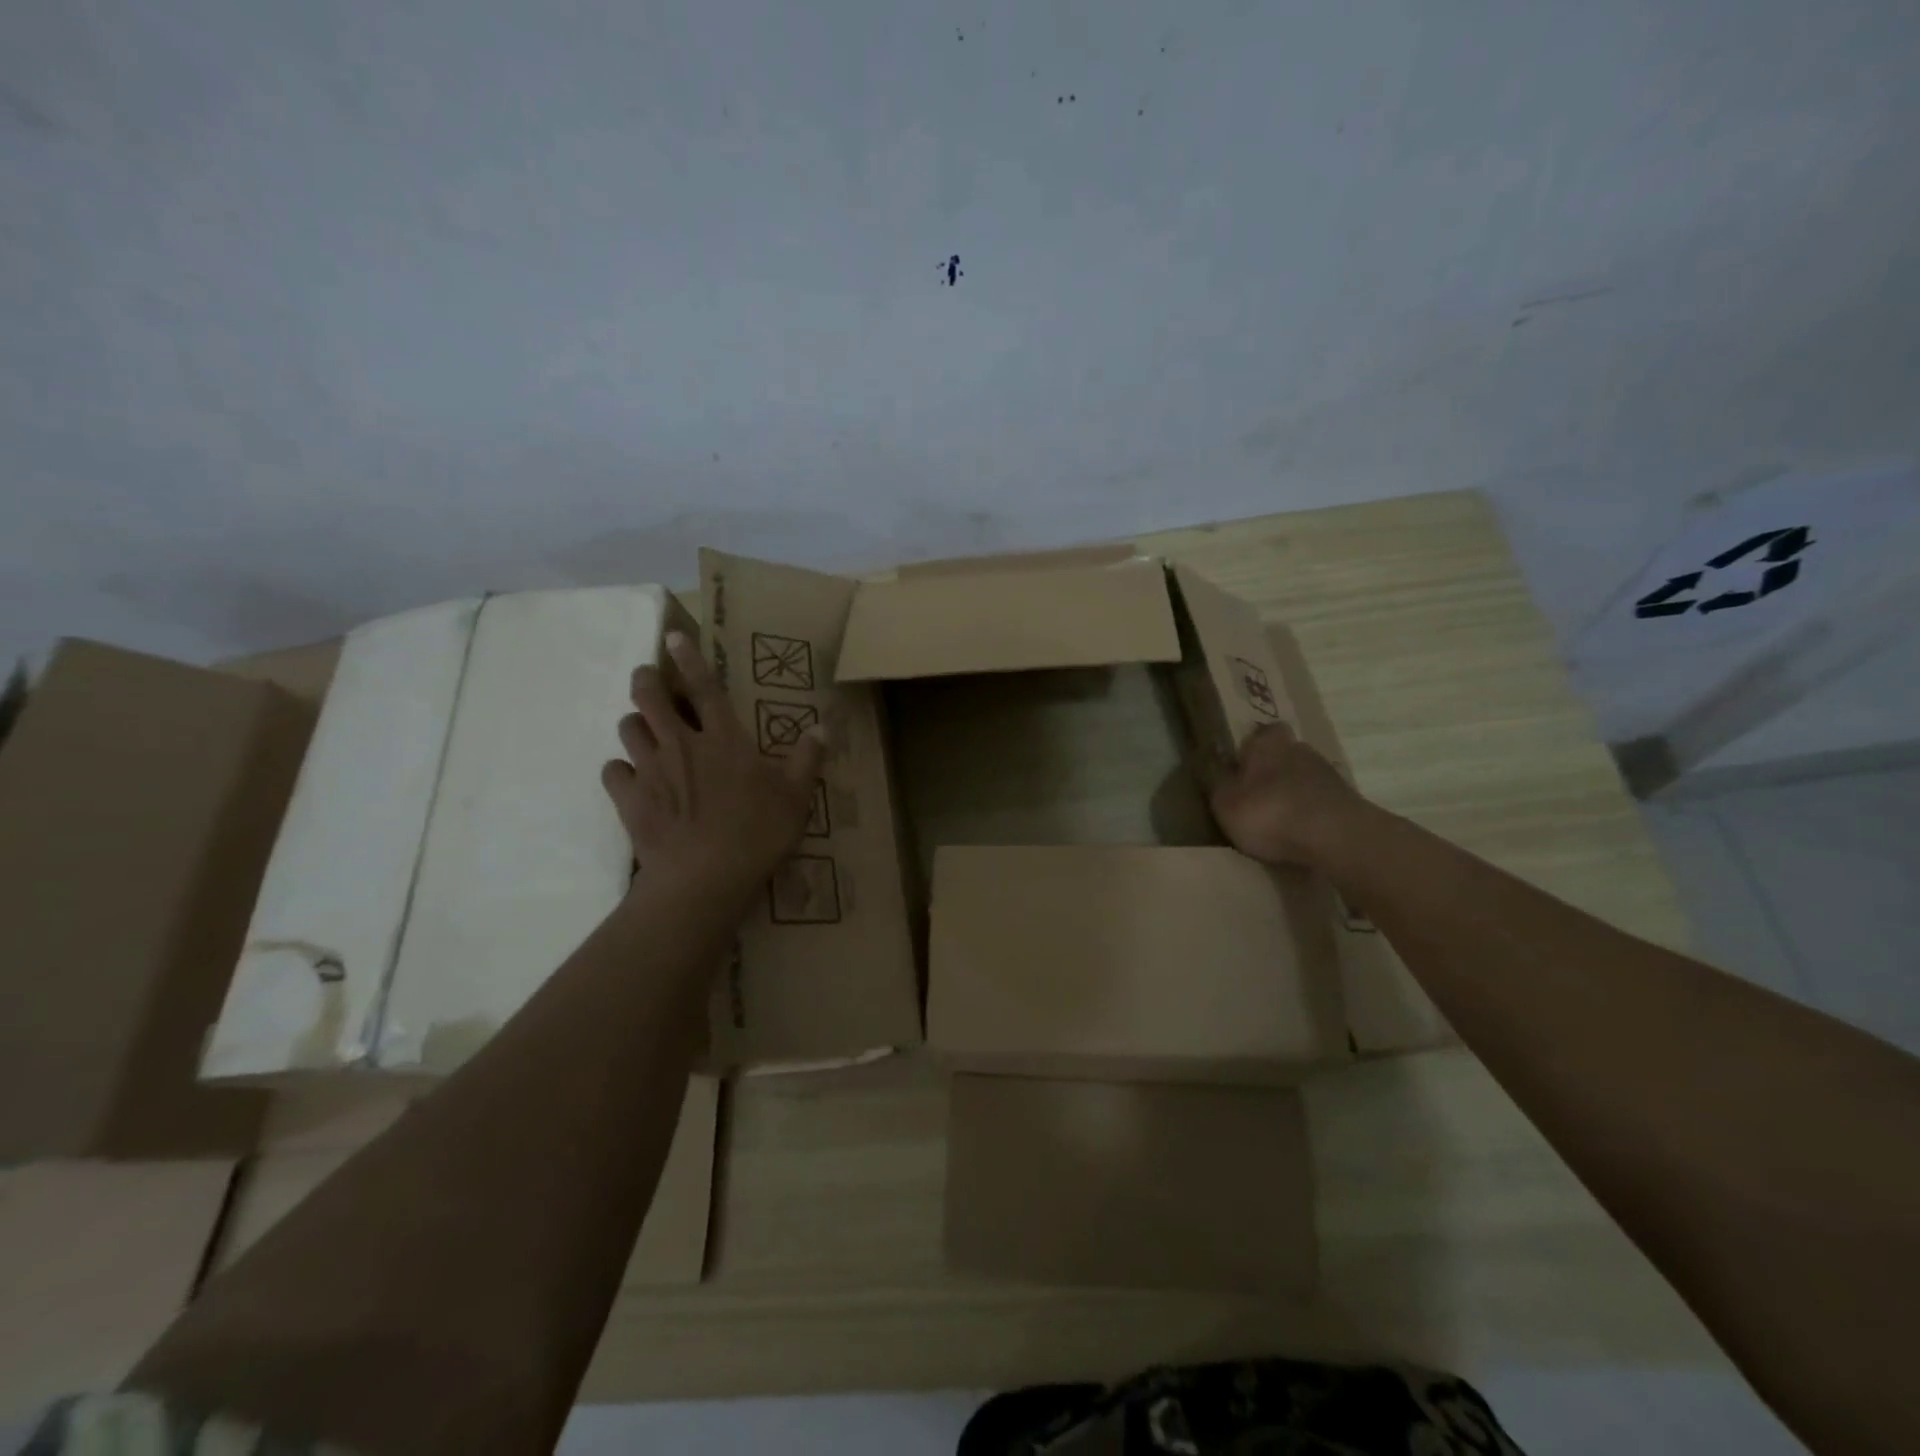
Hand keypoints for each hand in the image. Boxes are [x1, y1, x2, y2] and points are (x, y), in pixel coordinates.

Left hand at [601, 631, 824, 896]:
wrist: (704, 878)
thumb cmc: (757, 833)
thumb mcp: (796, 797)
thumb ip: (808, 758)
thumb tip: (824, 726)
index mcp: (724, 739)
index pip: (705, 687)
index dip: (689, 658)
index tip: (672, 636)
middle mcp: (682, 744)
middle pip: (650, 697)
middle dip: (646, 681)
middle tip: (648, 680)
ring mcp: (650, 770)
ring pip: (628, 729)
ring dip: (635, 724)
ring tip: (643, 731)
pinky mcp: (629, 799)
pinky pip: (612, 771)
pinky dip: (620, 770)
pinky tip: (631, 779)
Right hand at [1208, 722, 1367, 866]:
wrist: (1335, 837)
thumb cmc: (1269, 812)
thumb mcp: (1224, 801)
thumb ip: (1217, 781)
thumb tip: (1212, 763)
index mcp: (1266, 742)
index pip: (1257, 735)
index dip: (1248, 751)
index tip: (1239, 770)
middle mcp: (1299, 748)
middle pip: (1282, 756)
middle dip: (1271, 773)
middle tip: (1255, 798)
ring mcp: (1328, 774)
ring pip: (1302, 779)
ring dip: (1292, 794)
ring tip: (1278, 822)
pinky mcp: (1347, 801)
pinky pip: (1319, 802)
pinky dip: (1310, 814)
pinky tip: (1300, 834)